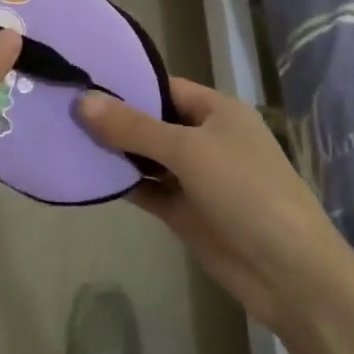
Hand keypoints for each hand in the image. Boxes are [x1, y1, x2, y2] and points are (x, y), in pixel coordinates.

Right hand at [78, 80, 353, 338]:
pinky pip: (149, 190)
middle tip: (62, 110)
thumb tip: (83, 101)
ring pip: (148, 158)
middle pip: (153, 122)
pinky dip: (124, 184)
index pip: (164, 87)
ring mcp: (196, 178)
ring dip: (115, 153)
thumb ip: (133, 128)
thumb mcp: (188, 150)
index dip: (126, 83)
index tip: (82, 80)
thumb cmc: (245, 191)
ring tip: (65, 139)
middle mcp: (206, 138)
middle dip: (114, 119)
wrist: (290, 273)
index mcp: (217, 111)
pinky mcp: (187, 213)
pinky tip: (88, 177)